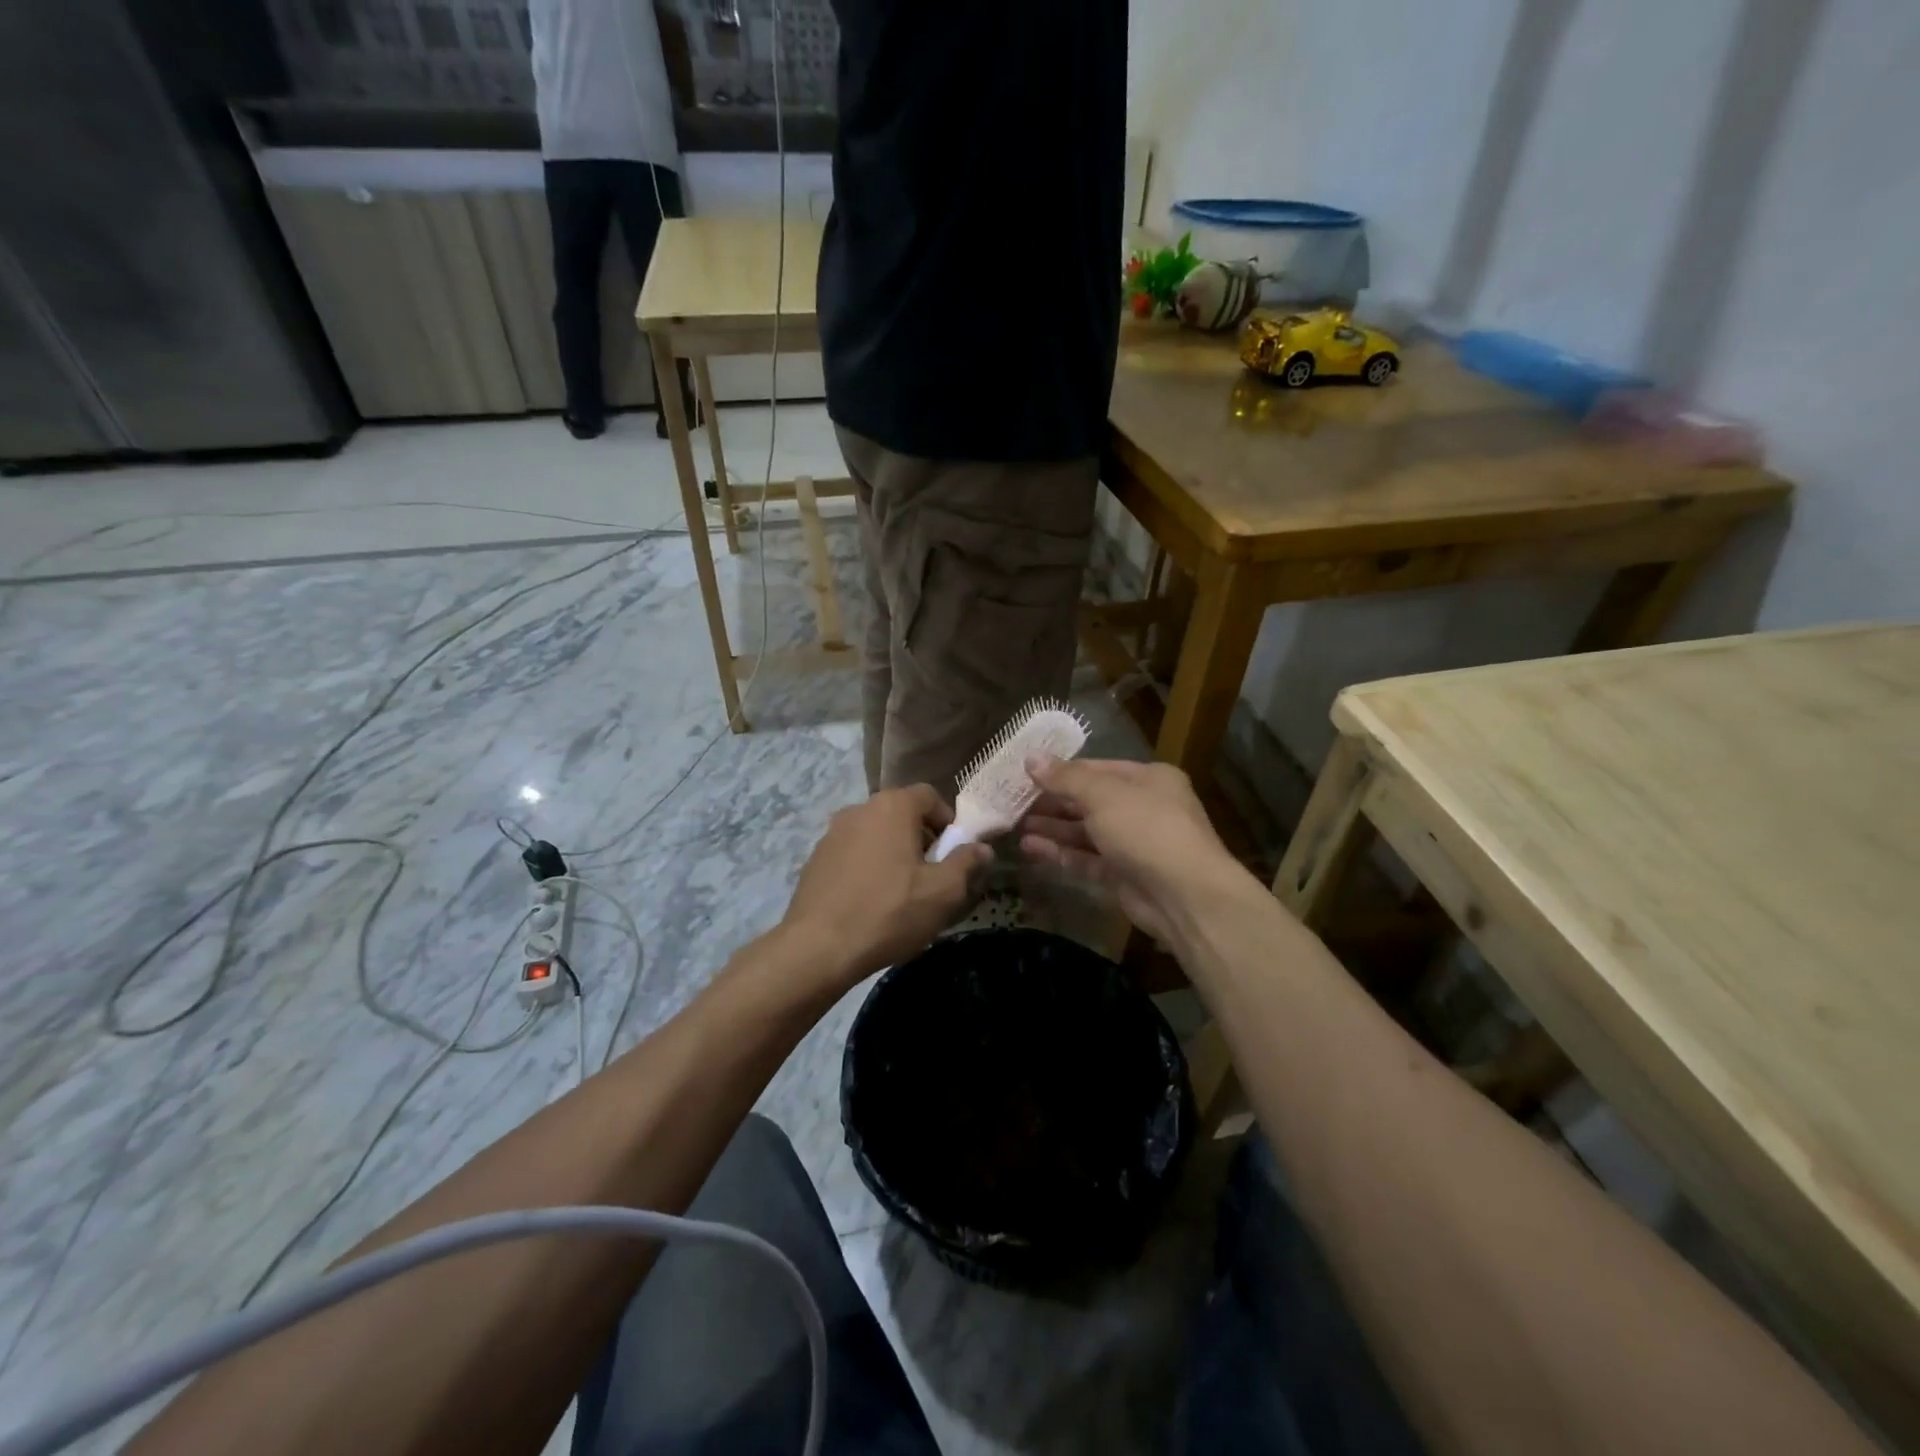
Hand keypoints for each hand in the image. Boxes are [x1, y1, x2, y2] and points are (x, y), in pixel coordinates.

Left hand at [779, 784, 991, 988]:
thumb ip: (966, 863)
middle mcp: (859, 809)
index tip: (953, 853)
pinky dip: (867, 867)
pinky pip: (852, 853)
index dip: (948, 821)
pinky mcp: (815, 858)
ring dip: (893, 853)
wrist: (818, 947)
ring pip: (875, 833)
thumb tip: (982, 847)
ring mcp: (832, 833)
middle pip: (901, 813)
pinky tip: (871, 901)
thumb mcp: (942, 892)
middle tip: (931, 875)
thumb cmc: (889, 912)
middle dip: (921, 838)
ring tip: (901, 892)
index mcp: (892, 807)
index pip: (929, 796)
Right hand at [1019, 757, 1245, 942]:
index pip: (1096, 769)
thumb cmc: (1146, 828)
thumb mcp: (1103, 794)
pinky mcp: (1123, 875)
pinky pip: (1087, 859)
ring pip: (1086, 832)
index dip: (1060, 771)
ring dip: (1053, 828)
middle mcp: (1143, 808)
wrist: (1185, 895)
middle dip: (1053, 802)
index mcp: (1148, 779)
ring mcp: (1134, 844)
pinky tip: (1030, 849)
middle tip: (1014, 802)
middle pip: (1089, 800)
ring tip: (1015, 826)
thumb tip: (1031, 758)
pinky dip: (1061, 853)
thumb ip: (1065, 778)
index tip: (1025, 774)